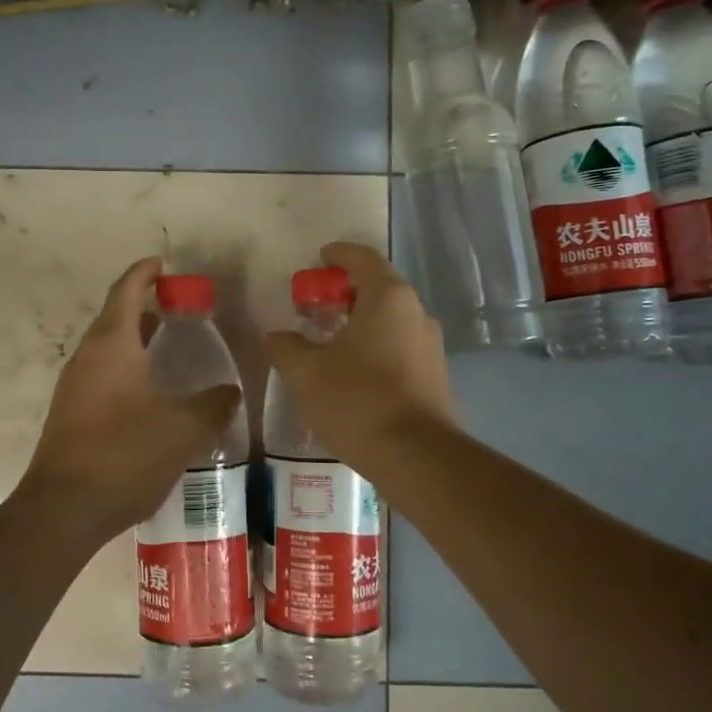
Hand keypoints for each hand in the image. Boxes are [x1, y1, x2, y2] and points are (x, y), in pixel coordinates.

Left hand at [18, 256, 241, 544]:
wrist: (64, 509)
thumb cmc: (125, 454)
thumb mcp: (184, 429)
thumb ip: (213, 405)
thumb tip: (231, 392)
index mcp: (112, 345)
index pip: (127, 291)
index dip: (145, 273)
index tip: (163, 263)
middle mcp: (87, 358)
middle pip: (114, 318)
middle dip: (144, 307)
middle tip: (178, 308)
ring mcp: (74, 388)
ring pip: (107, 350)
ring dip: (135, 341)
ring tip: (168, 346)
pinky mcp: (70, 415)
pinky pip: (102, 377)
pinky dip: (126, 370)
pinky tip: (150, 394)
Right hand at [264, 242, 456, 472]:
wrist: (416, 456)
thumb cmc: (357, 400)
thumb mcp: (306, 372)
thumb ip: (286, 347)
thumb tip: (277, 338)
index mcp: (388, 298)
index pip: (363, 258)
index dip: (338, 254)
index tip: (318, 258)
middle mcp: (416, 313)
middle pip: (379, 289)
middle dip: (346, 292)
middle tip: (315, 306)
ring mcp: (431, 346)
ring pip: (390, 321)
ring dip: (360, 323)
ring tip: (329, 342)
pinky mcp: (435, 376)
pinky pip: (400, 348)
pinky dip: (375, 348)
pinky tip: (353, 374)